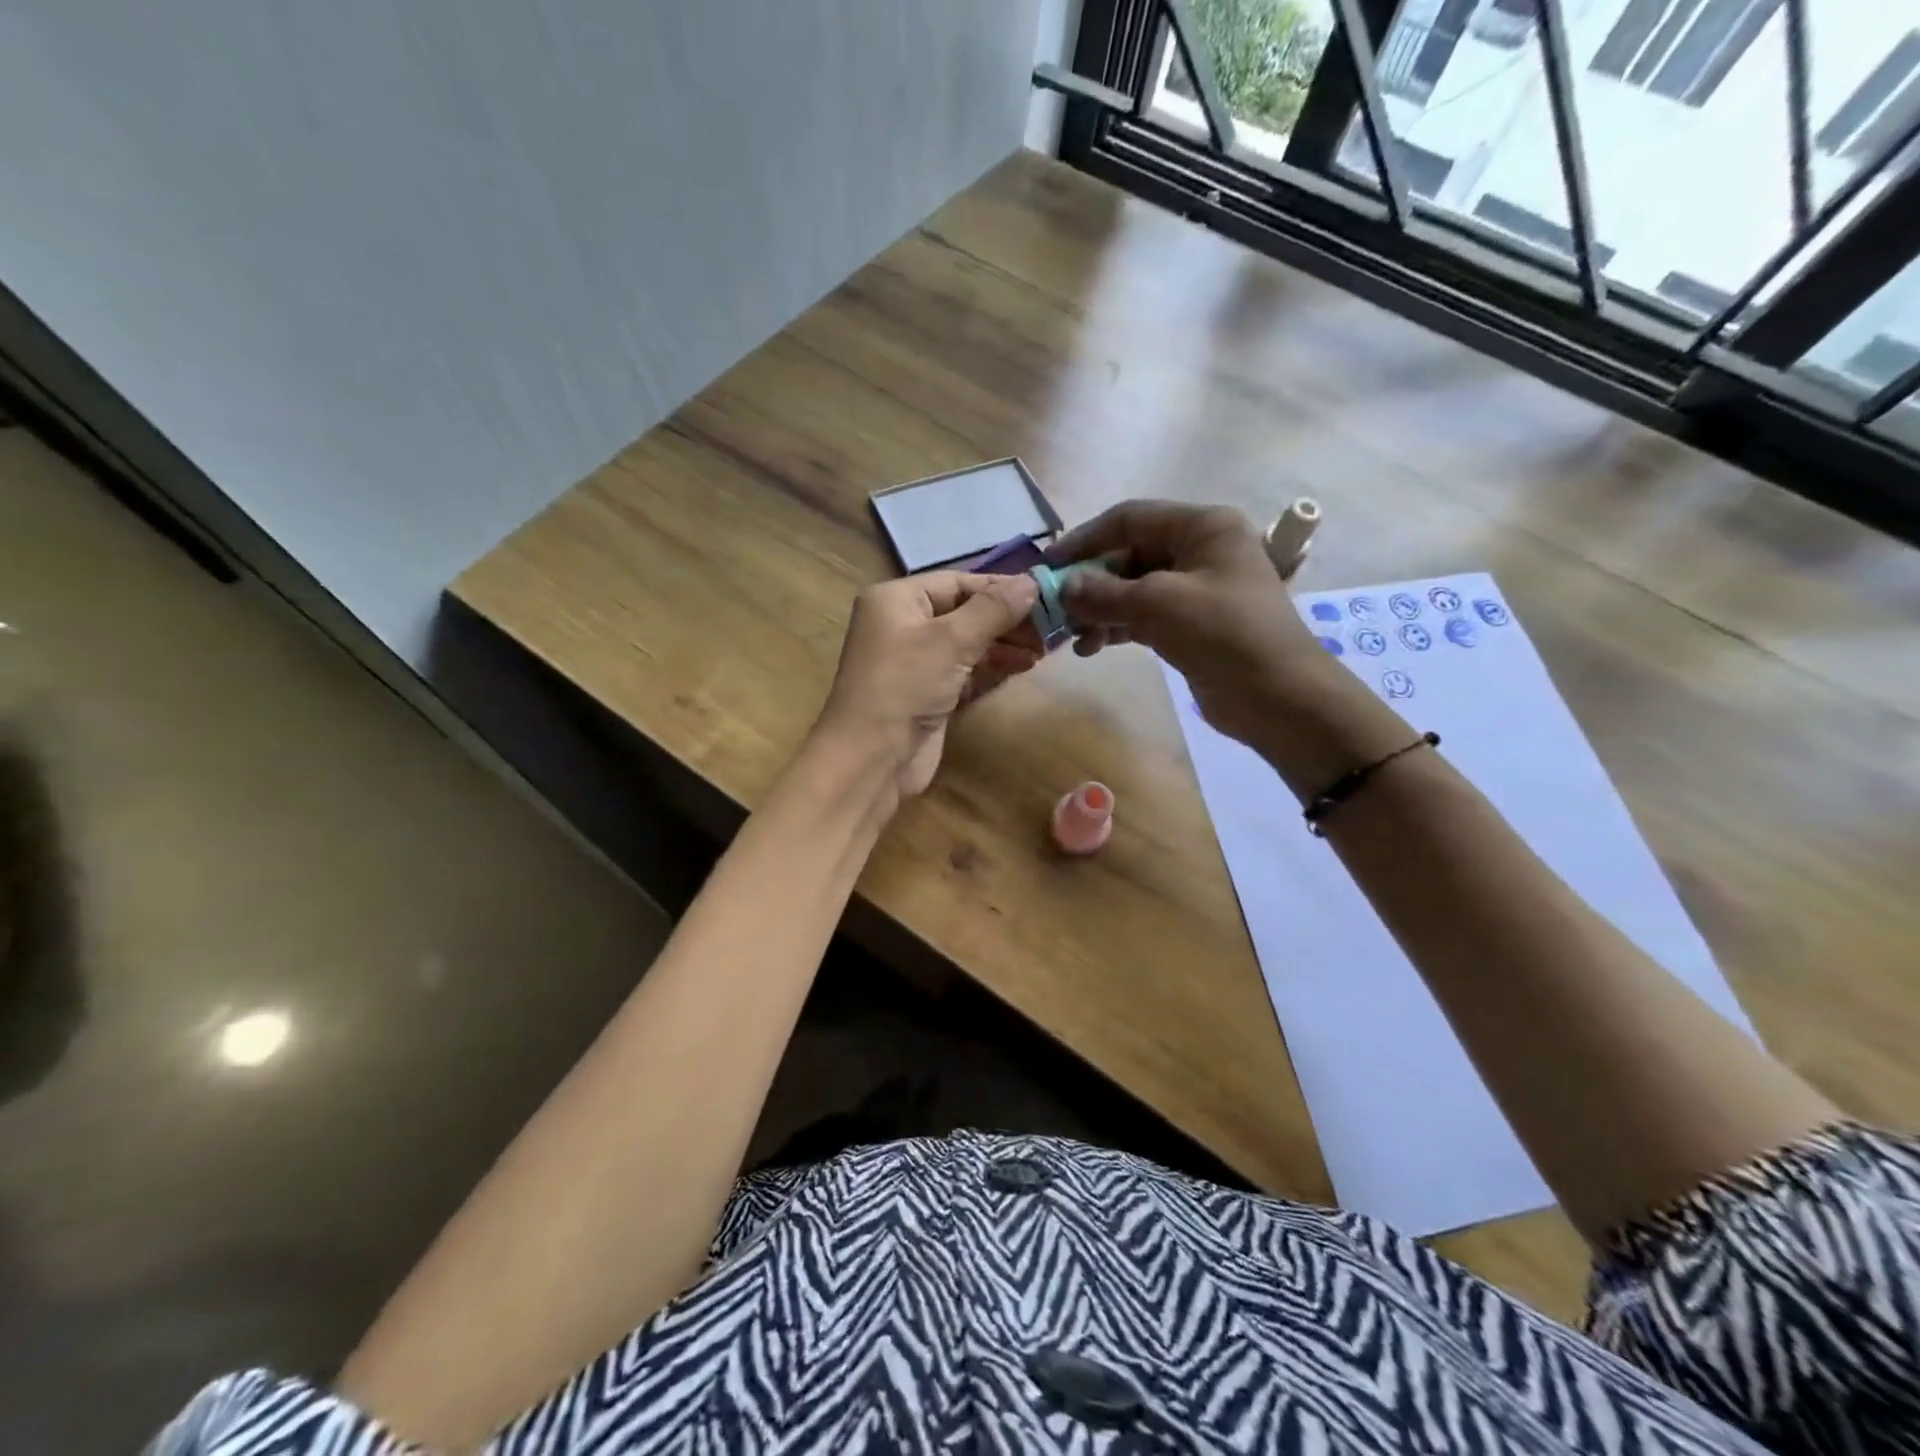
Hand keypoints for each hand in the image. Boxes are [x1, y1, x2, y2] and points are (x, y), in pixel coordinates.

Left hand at [813, 571, 1040, 804]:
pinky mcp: (927, 693)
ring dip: (1003, 644)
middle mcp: (902, 624)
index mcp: (896, 600)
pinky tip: (1023, 667)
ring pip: (966, 642)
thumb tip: (1032, 582)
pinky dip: (991, 667)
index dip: (1000, 588)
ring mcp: (913, 661)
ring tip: (1042, 650)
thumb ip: (994, 609)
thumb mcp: (951, 640)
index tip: (1045, 595)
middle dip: (1005, 619)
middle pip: (963, 611)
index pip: (956, 582)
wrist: (871, 759)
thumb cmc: (904, 687)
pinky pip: (964, 670)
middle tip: (1050, 628)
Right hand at [1049, 501, 1323, 748]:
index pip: (1130, 519)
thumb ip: (1104, 593)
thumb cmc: (1225, 634)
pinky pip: (1144, 616)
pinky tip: (1092, 647)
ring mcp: (1197, 590)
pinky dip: (1117, 628)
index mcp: (1203, 527)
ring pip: (1133, 589)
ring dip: (1100, 610)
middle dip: (1092, 583)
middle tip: (1056, 610)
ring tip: (1072, 637)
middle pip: (1130, 555)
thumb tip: (1062, 587)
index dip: (1085, 539)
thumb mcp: (1159, 605)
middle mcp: (1200, 550)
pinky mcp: (1192, 625)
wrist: (1280, 698)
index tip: (1048, 566)